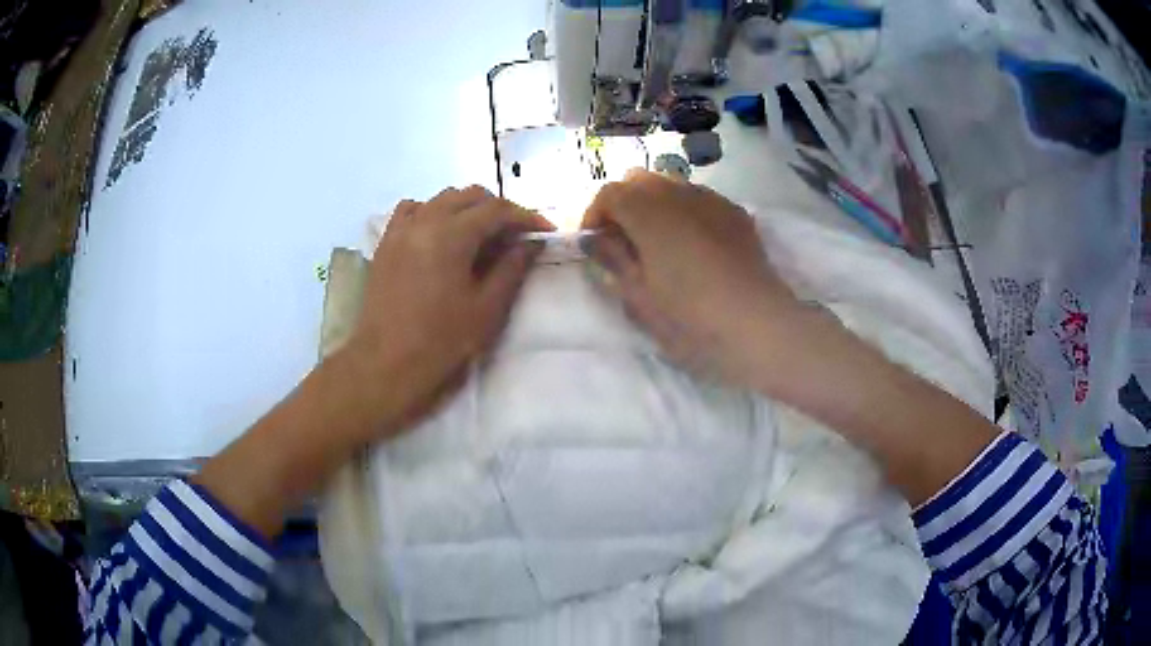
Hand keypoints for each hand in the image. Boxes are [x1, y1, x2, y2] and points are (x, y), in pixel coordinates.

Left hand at [343, 185, 552, 437]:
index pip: (496, 210)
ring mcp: (401, 230)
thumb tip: (531, 244)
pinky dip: (434, 211)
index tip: (545, 230)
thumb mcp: (487, 308)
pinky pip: (413, 210)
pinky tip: (441, 232)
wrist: (386, 364)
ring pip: (441, 199)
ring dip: (468, 208)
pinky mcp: (386, 243)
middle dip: (499, 209)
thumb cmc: (441, 341)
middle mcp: (424, 221)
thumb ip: (512, 269)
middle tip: (517, 234)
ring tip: (483, 233)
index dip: (525, 217)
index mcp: (451, 235)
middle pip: (469, 197)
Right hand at [581, 169, 802, 384]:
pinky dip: (686, 212)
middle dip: (624, 204)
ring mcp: (713, 201)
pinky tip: (694, 247)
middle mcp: (679, 194)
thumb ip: (613, 260)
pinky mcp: (737, 215)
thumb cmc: (691, 319)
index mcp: (649, 213)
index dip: (595, 215)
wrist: (759, 327)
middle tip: (624, 243)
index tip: (595, 246)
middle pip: (640, 180)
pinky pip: (701, 200)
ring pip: (672, 185)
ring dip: (655, 206)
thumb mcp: (640, 299)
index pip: (610, 193)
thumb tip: (595, 238)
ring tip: (660, 245)